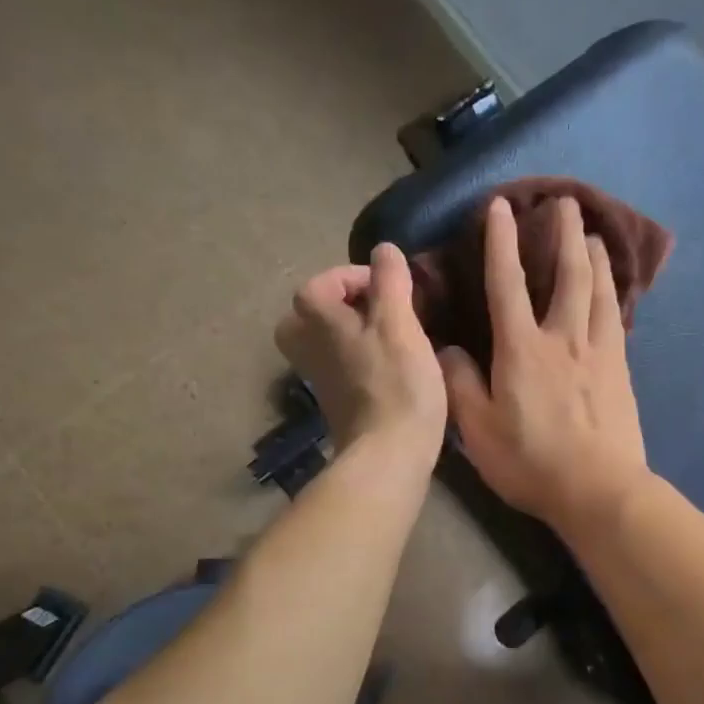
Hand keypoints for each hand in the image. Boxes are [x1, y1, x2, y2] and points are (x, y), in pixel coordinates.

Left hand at [276, 242, 446, 467]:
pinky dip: (359, 359)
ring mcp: (316, 376)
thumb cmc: (396, 383)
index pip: (327, 279)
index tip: (397, 293)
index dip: (364, 278)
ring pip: (326, 339)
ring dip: (355, 332)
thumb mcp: (399, 322)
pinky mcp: (334, 401)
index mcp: (313, 318)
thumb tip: (383, 250)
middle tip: (383, 313)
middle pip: (316, 310)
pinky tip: (391, 368)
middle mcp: (304, 344)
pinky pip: (340, 365)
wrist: (389, 453)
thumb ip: (390, 280)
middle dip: (348, 306)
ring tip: (391, 339)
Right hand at [440, 197, 649, 539]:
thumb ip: (460, 384)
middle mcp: (563, 338)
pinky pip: (617, 319)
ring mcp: (599, 352)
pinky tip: (614, 290)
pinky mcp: (621, 371)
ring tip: (594, 234)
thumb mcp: (477, 430)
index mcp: (521, 349)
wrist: (598, 490)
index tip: (500, 207)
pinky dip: (614, 294)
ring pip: (599, 291)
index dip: (501, 242)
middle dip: (564, 234)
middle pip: (567, 274)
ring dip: (596, 257)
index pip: (507, 283)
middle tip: (566, 201)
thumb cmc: (531, 462)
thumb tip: (448, 348)